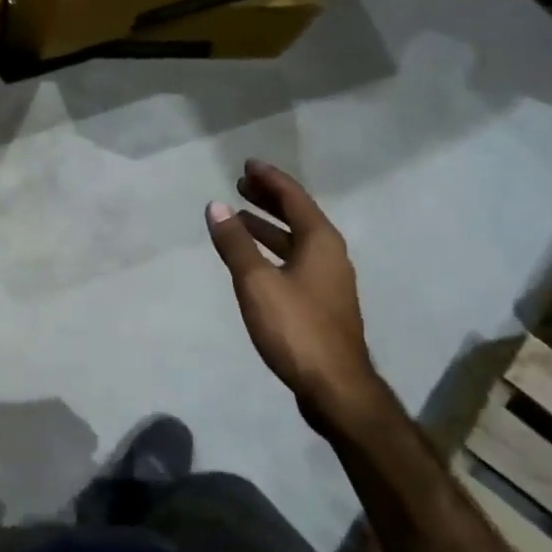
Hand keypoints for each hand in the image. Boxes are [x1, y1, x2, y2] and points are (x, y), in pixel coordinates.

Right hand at [205, 161, 388, 429]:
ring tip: (239, 219)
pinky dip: (273, 250)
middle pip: (298, 216)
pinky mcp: (321, 302)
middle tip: (241, 185)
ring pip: (296, 241)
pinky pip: (295, 261)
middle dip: (269, 199)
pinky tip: (254, 260)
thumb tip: (216, 206)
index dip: (270, 179)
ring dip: (268, 227)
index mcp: (320, 242)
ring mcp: (328, 280)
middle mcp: (330, 254)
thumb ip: (235, 244)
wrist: (334, 386)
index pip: (293, 198)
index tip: (248, 164)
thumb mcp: (257, 282)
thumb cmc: (295, 328)